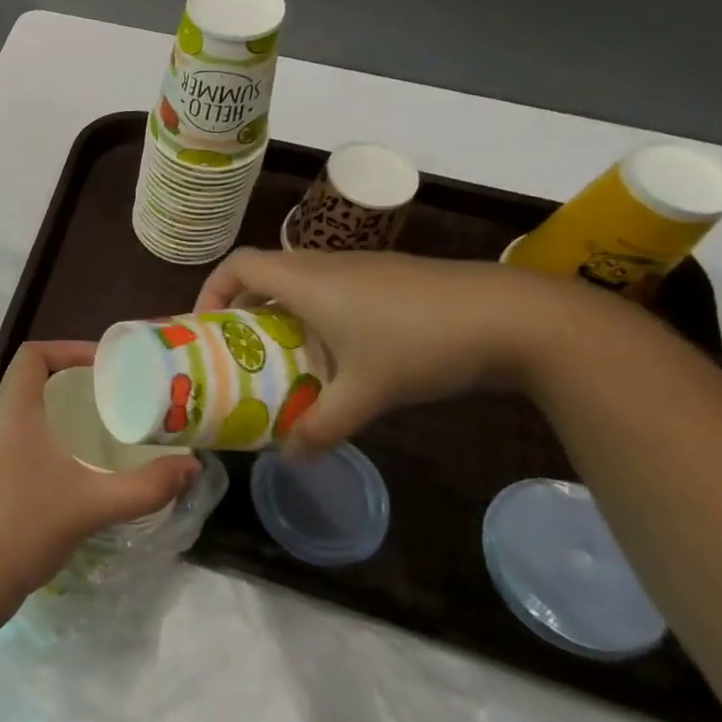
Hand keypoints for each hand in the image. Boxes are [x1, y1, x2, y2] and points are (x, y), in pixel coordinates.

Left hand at [0, 341, 199, 630]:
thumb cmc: (27, 527)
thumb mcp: (94, 505)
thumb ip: (147, 486)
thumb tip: (191, 467)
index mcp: (11, 410)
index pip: (34, 354)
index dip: (69, 349)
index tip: (106, 366)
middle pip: (28, 378)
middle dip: (69, 378)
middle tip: (110, 395)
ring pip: (19, 407)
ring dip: (54, 407)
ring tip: (96, 425)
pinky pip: (12, 433)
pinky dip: (40, 432)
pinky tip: (68, 463)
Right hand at [196, 247, 589, 449]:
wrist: (516, 317)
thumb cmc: (422, 344)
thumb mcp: (367, 393)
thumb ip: (323, 427)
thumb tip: (291, 457)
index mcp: (306, 280)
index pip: (238, 265)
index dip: (212, 290)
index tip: (206, 326)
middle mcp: (326, 264)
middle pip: (265, 272)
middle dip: (244, 308)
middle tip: (240, 350)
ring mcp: (362, 267)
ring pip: (301, 281)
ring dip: (283, 312)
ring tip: (284, 356)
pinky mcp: (391, 277)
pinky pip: (333, 288)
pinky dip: (317, 313)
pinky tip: (340, 353)